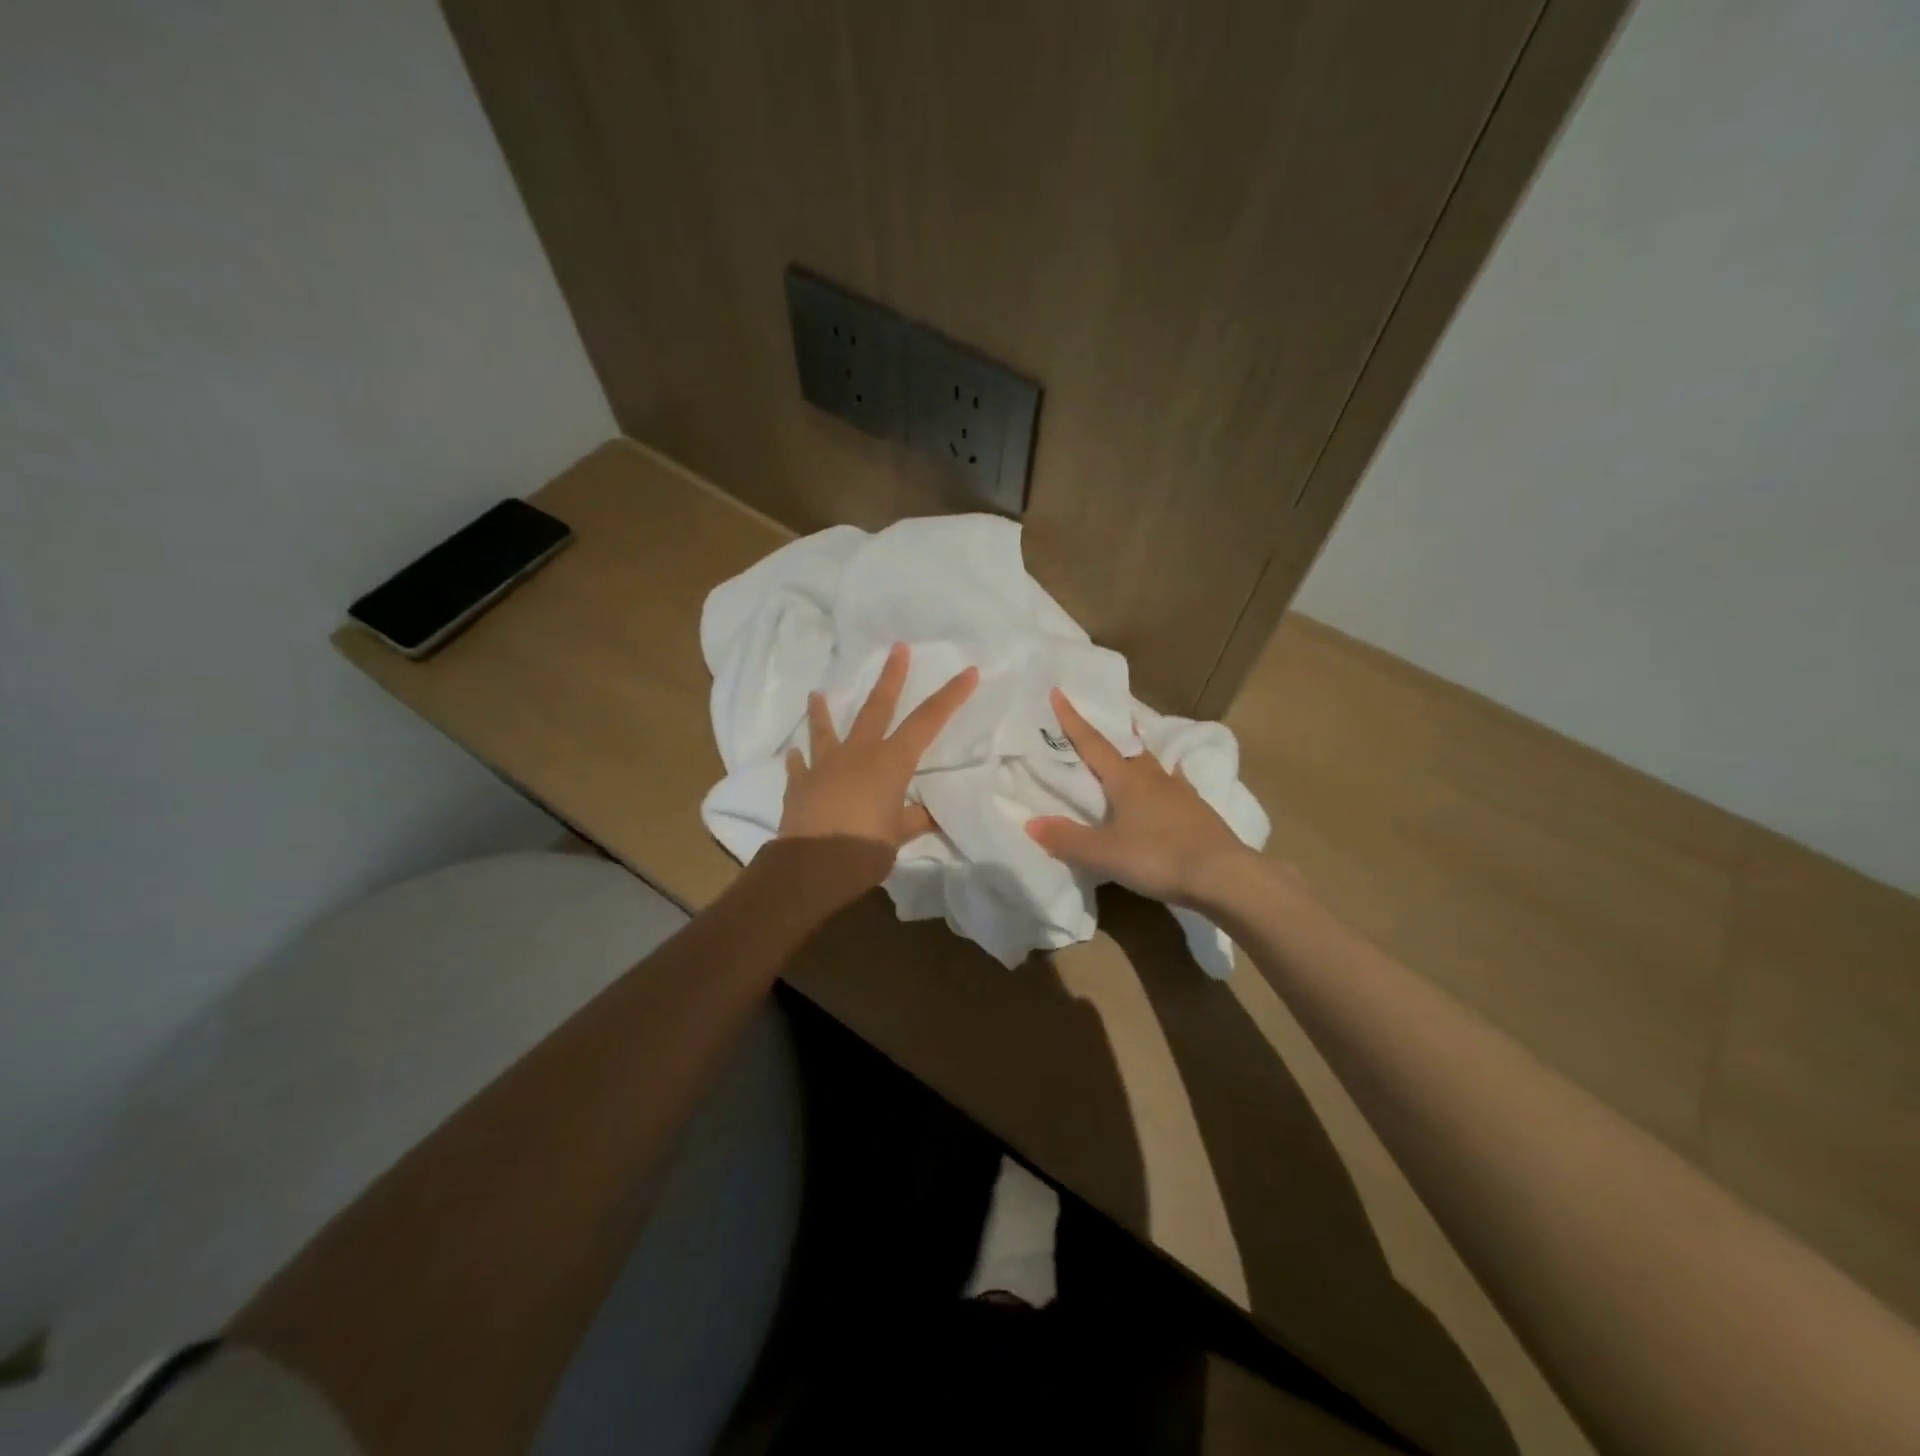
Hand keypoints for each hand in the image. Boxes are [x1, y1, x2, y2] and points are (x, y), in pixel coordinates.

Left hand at [779, 643, 977, 851]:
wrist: (813, 867)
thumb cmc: (865, 849)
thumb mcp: (899, 835)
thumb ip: (915, 818)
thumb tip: (928, 813)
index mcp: (891, 762)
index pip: (927, 721)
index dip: (950, 696)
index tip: (969, 672)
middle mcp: (859, 754)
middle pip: (877, 708)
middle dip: (891, 677)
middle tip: (897, 648)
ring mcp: (825, 766)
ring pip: (826, 730)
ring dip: (823, 711)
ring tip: (817, 693)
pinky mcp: (800, 784)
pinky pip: (800, 767)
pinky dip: (799, 760)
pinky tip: (795, 754)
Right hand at [1026, 689, 1250, 906]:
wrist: (1223, 875)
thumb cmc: (1157, 858)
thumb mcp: (1104, 853)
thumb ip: (1067, 838)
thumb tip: (1030, 823)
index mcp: (1126, 781)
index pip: (1092, 744)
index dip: (1073, 720)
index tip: (1059, 692)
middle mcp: (1153, 778)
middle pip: (1128, 748)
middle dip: (1113, 731)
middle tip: (1105, 716)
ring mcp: (1181, 792)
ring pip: (1155, 763)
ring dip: (1141, 751)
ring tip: (1136, 742)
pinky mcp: (1199, 811)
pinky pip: (1177, 784)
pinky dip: (1168, 777)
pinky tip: (1172, 781)